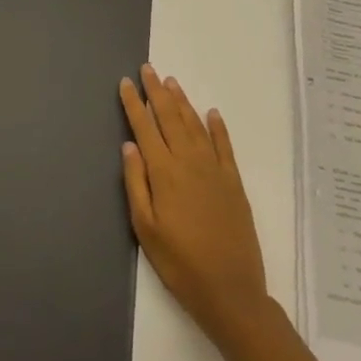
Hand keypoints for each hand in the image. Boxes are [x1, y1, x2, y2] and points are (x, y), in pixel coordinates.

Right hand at [121, 65, 268, 346]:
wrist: (231, 291)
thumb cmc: (179, 263)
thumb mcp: (145, 228)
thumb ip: (136, 183)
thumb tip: (129, 145)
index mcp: (164, 173)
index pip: (144, 127)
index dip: (134, 103)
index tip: (126, 82)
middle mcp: (189, 163)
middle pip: (170, 117)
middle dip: (157, 91)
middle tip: (148, 69)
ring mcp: (215, 171)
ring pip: (195, 126)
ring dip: (183, 102)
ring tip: (172, 82)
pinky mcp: (234, 184)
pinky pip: (224, 146)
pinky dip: (217, 127)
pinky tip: (211, 113)